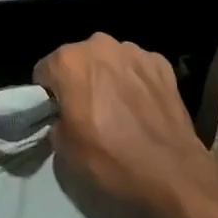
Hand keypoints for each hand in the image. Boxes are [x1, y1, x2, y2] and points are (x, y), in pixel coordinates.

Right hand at [34, 34, 211, 215]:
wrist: (172, 172)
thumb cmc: (111, 160)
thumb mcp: (65, 150)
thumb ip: (56, 121)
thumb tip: (63, 116)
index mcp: (69, 61)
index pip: (45, 70)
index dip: (49, 94)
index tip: (59, 114)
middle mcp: (99, 44)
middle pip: (78, 59)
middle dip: (80, 80)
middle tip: (89, 112)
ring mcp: (133, 50)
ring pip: (109, 60)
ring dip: (109, 77)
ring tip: (120, 110)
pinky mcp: (160, 61)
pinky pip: (137, 67)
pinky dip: (136, 81)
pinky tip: (143, 108)